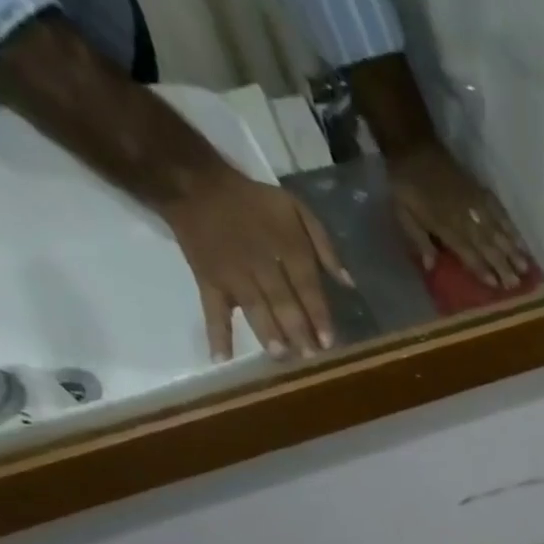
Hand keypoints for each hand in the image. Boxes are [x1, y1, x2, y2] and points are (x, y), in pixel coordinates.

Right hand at [158, 166, 352, 361]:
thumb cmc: (254, 201)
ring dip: (267, 333)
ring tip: (280, 355)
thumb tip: (349, 284)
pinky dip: (216, 334)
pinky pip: (213, 310)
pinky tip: (222, 359)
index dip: (318, 315)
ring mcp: (234, 275)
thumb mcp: (297, 209)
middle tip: (309, 357)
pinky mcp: (209, 281)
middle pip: (283, 302)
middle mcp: (262, 264)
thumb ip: (326, 246)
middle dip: (298, 331)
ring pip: (254, 308)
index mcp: (287, 247)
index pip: (307, 287)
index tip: (329, 342)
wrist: (194, 183)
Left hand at [388, 144, 531, 289]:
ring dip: (513, 251)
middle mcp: (465, 217)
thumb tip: (431, 266)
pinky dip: (511, 227)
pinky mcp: (481, 191)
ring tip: (526, 268)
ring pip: (498, 231)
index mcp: (445, 225)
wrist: (414, 146)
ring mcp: (475, 203)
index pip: (468, 252)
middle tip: (517, 284)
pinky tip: (520, 241)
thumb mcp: (403, 214)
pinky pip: (500, 211)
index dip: (482, 269)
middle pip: (487, 245)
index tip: (496, 285)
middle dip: (503, 265)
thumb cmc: (406, 185)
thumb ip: (419, 240)